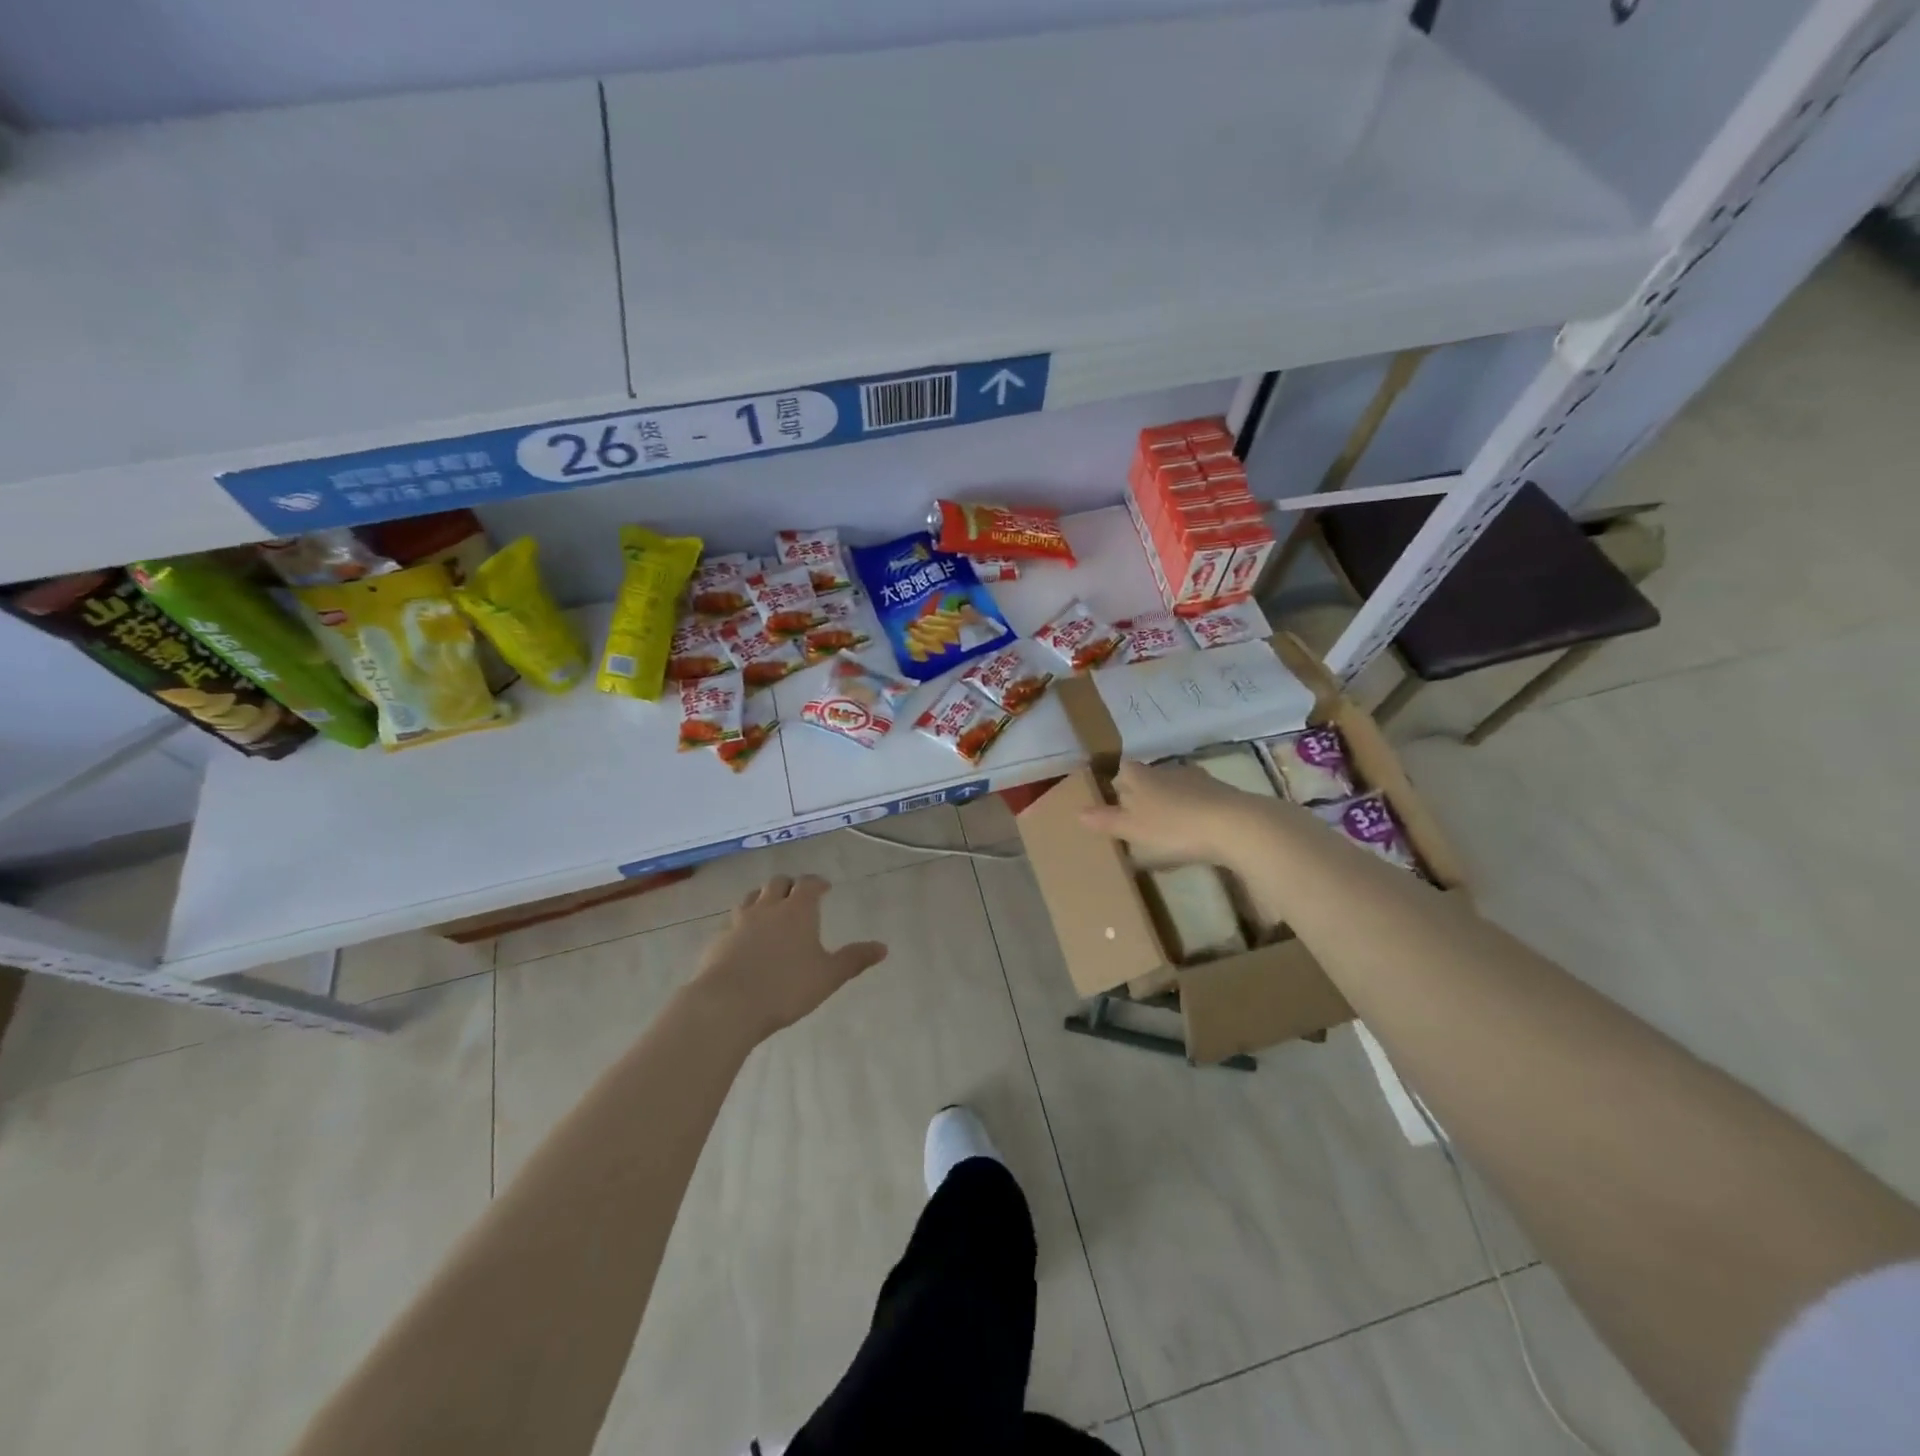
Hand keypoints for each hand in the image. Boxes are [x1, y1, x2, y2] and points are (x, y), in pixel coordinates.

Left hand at [692, 875, 887, 1042]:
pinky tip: (744, 940)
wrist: (726, 1004)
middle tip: (797, 896)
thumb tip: (883, 947)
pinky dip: (742, 923)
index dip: (817, 883)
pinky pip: (732, 922)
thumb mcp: (828, 976)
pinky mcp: (718, 941)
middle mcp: (767, 908)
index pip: (808, 883)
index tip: (824, 887)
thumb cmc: (785, 987)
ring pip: (751, 898)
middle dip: (789, 885)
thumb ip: (854, 959)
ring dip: (762, 899)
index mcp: (797, 911)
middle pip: (777, 883)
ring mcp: (739, 922)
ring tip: (769, 911)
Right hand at [1079, 759, 1271, 867]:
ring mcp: (1197, 779)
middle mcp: (1167, 771)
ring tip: (1167, 825)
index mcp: (1142, 777)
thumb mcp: (1133, 829)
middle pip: (1149, 776)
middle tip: (1139, 817)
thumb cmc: (1174, 827)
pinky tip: (1195, 829)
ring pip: (1175, 785)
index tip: (1116, 799)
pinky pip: (1199, 798)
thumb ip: (1106, 821)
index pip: (1124, 769)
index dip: (1119, 781)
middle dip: (1143, 792)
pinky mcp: (1222, 792)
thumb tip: (1077, 812)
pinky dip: (1193, 809)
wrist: (1235, 825)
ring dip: (1170, 801)